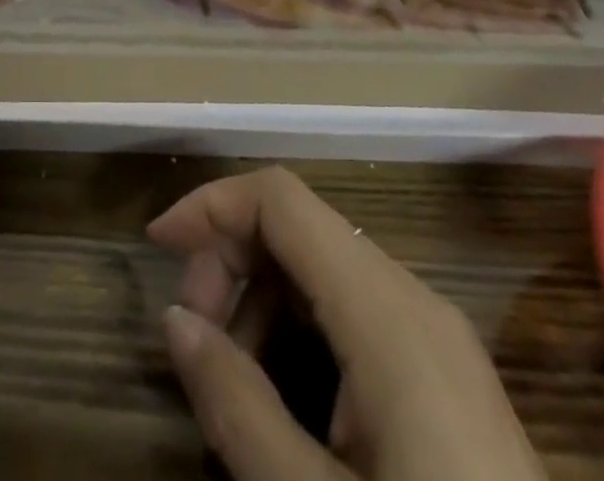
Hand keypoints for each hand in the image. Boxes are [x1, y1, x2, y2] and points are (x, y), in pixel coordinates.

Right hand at [148, 166, 544, 480]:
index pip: (281, 198)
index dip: (212, 205)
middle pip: (300, 229)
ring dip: (262, 303)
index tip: (157, 250)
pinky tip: (287, 403)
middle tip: (197, 342)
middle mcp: (415, 299)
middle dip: (232, 264)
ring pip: (324, 270)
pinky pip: (355, 313)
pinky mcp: (446, 375)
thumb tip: (176, 320)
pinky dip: (301, 331)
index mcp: (387, 310)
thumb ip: (236, 404)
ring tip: (236, 385)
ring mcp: (438, 336)